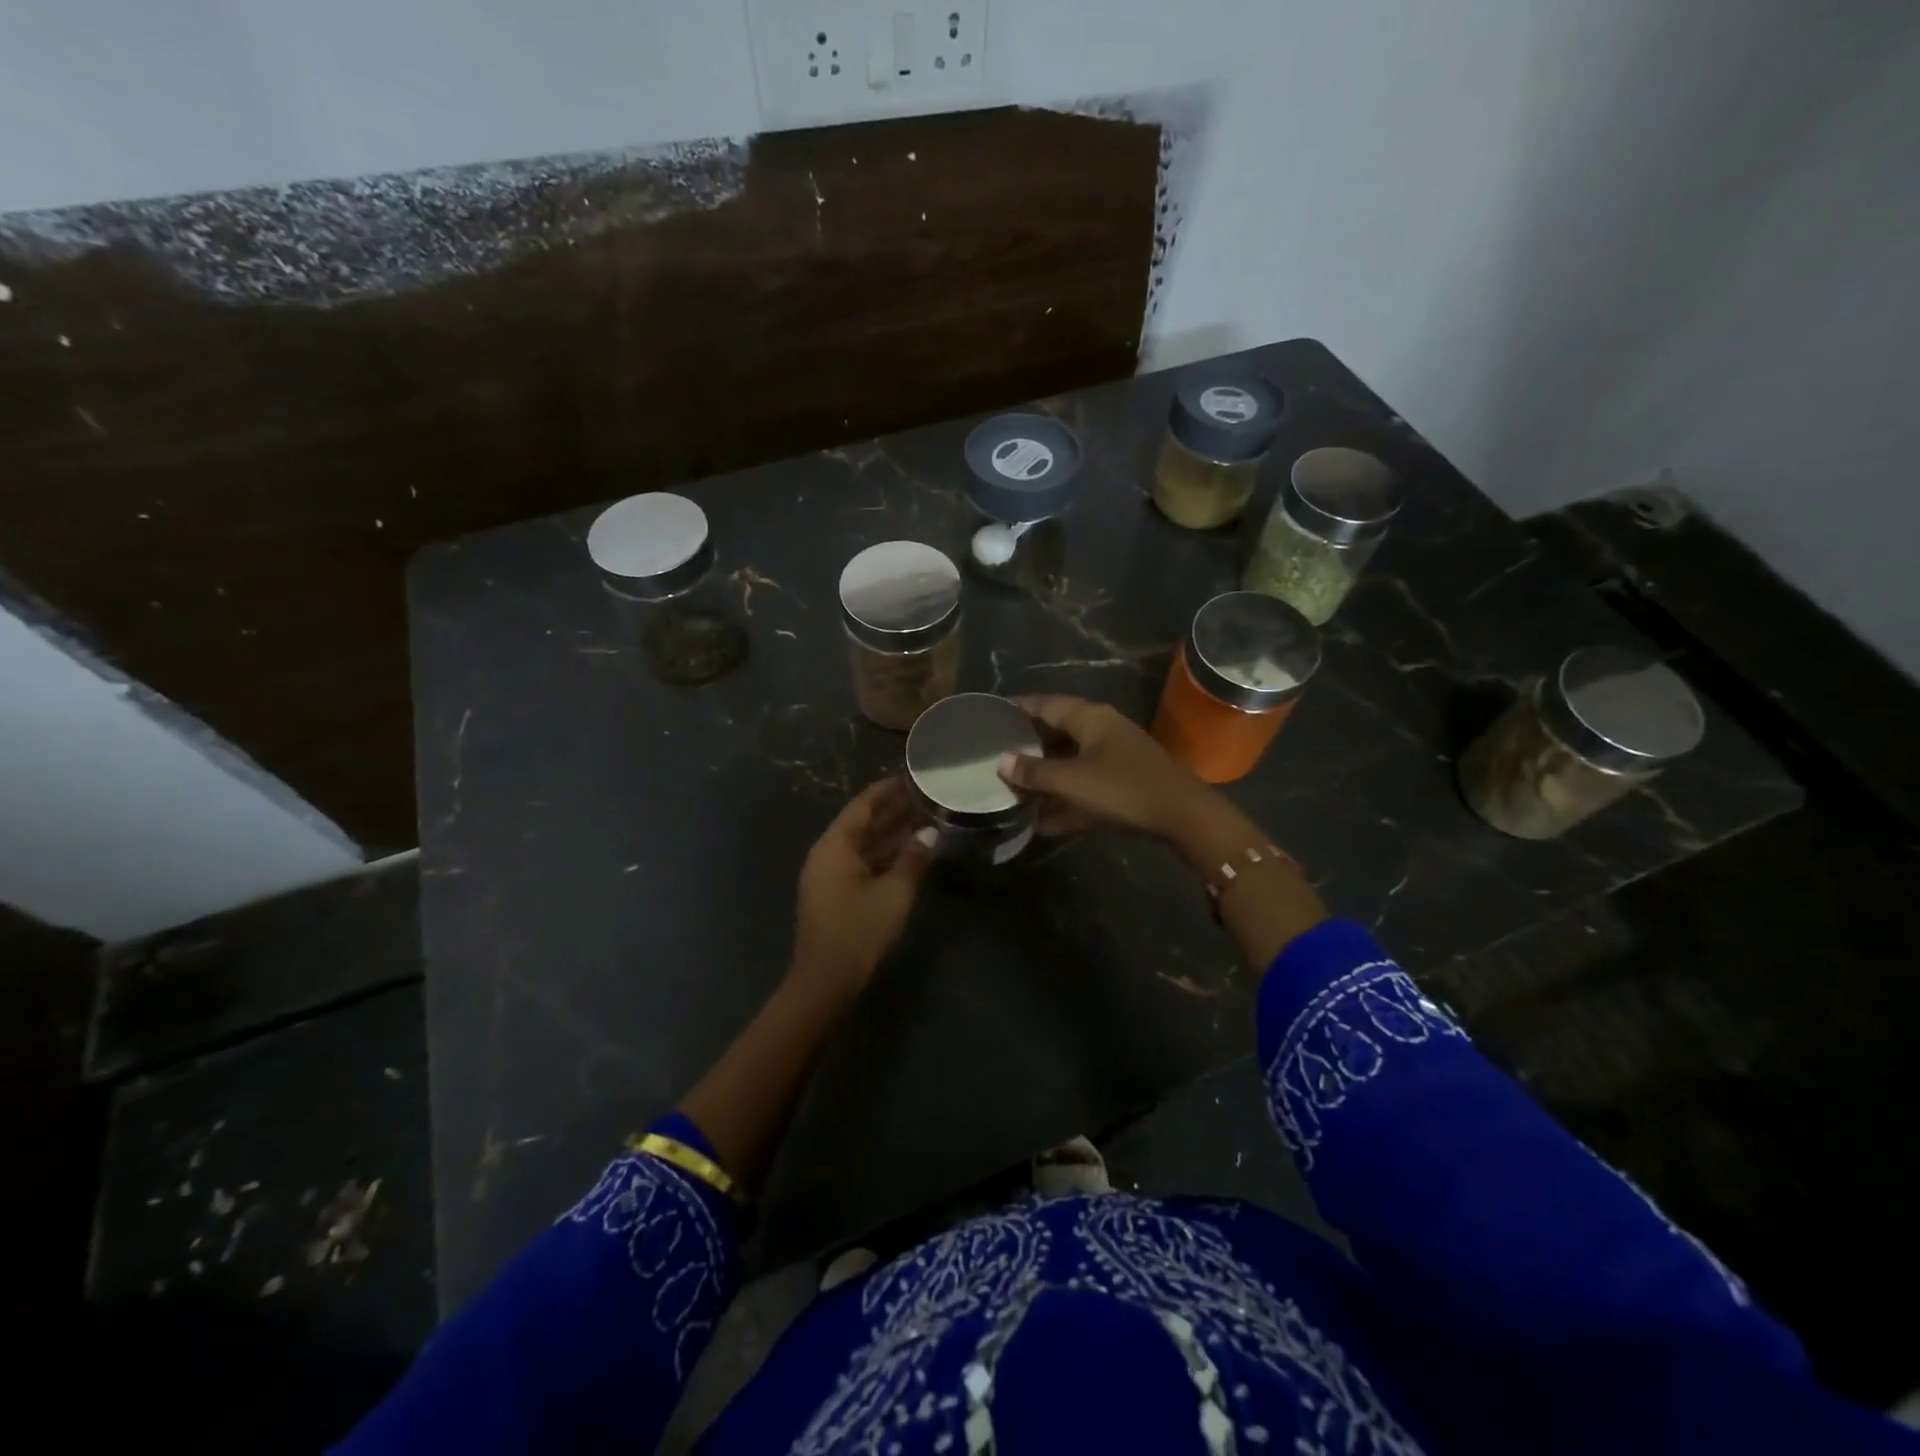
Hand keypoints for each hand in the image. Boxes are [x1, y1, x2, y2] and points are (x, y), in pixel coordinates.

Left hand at [791, 777, 936, 1003]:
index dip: (887, 790)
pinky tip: (910, 853)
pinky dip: (884, 855)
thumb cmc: (859, 930)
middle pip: (861, 823)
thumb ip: (914, 858)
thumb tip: (931, 832)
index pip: (862, 806)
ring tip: (925, 820)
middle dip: (892, 811)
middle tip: (925, 798)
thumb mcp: (894, 892)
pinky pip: (861, 862)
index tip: (912, 777)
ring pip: (863, 844)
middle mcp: (827, 854)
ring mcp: (829, 875)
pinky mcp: (835, 893)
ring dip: (891, 834)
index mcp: (835, 845)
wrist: (825, 980)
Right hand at [996, 694, 1221, 841]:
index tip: (993, 713)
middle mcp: (1102, 730)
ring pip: (1071, 762)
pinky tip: (1043, 821)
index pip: (1046, 704)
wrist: (1182, 815)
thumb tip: (1002, 762)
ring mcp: (1115, 757)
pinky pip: (1084, 786)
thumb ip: (1035, 772)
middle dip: (1029, 746)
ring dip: (1046, 776)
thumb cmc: (1122, 788)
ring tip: (1015, 788)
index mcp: (1090, 718)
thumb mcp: (1072, 780)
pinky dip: (1065, 799)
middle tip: (998, 755)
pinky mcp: (1123, 783)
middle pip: (1057, 733)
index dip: (1019, 707)